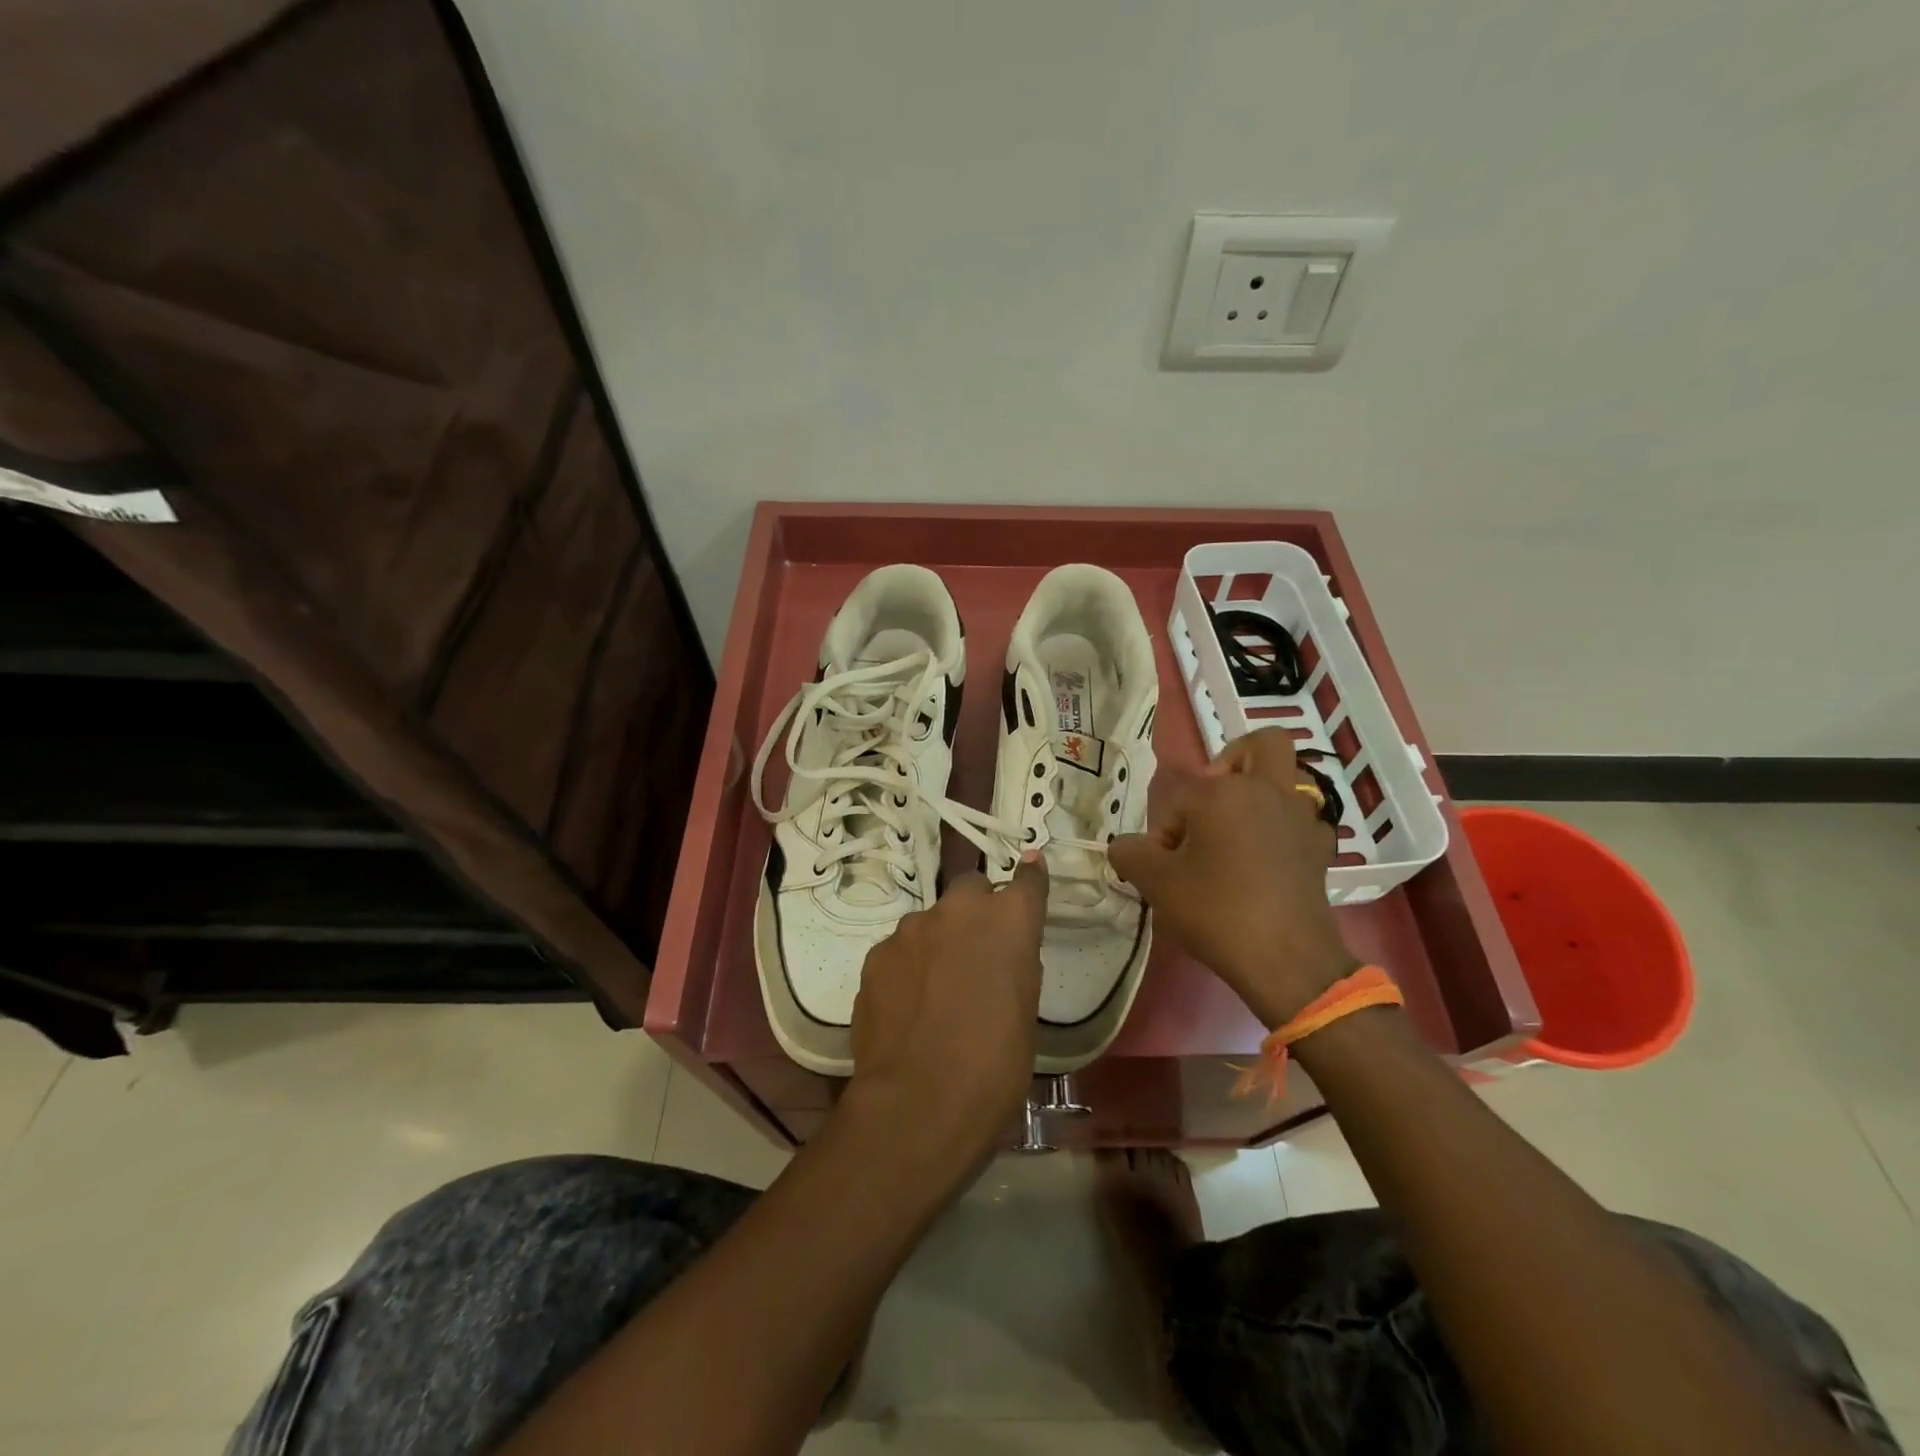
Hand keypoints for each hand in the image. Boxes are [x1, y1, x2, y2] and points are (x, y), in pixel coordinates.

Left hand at [846, 857, 1048, 1174]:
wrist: (918, 1103)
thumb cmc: (994, 1066)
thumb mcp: (1025, 1013)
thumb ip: (1014, 964)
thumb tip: (1004, 950)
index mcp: (1008, 921)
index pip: (1027, 880)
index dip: (1030, 878)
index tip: (1031, 872)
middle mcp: (959, 910)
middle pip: (971, 888)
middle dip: (976, 910)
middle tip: (977, 950)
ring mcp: (911, 929)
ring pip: (930, 921)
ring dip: (938, 941)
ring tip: (936, 990)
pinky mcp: (876, 955)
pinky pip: (900, 950)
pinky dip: (907, 967)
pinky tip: (907, 1006)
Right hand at [1108, 728, 1357, 1028]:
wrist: (1286, 961)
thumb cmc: (1217, 912)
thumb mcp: (1155, 882)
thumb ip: (1129, 853)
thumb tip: (1125, 846)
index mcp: (1224, 793)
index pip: (1179, 798)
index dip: (1164, 831)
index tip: (1166, 866)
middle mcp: (1268, 792)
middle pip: (1261, 745)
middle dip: (1234, 760)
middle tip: (1212, 800)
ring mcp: (1302, 819)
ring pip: (1288, 780)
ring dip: (1262, 795)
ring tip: (1236, 835)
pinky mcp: (1321, 851)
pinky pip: (1303, 822)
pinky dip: (1284, 831)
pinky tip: (1267, 861)